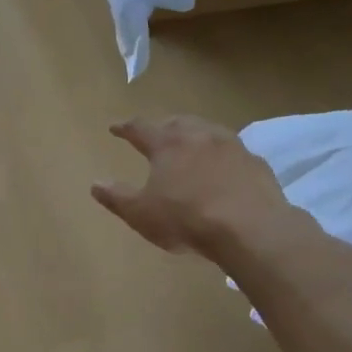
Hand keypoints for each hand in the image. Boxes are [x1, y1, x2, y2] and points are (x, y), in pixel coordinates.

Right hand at [92, 115, 291, 258]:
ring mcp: (231, 146)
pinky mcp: (255, 163)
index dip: (125, 127)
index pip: (140, 128)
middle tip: (157, 134)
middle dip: (163, 127)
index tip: (115, 127)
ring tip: (191, 146)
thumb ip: (116, 197)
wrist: (250, 228)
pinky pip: (233, 152)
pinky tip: (224, 170)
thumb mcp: (141, 213)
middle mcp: (199, 136)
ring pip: (208, 131)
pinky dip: (222, 156)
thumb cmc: (187, 218)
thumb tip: (95, 183)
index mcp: (167, 144)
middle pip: (177, 123)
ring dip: (196, 136)